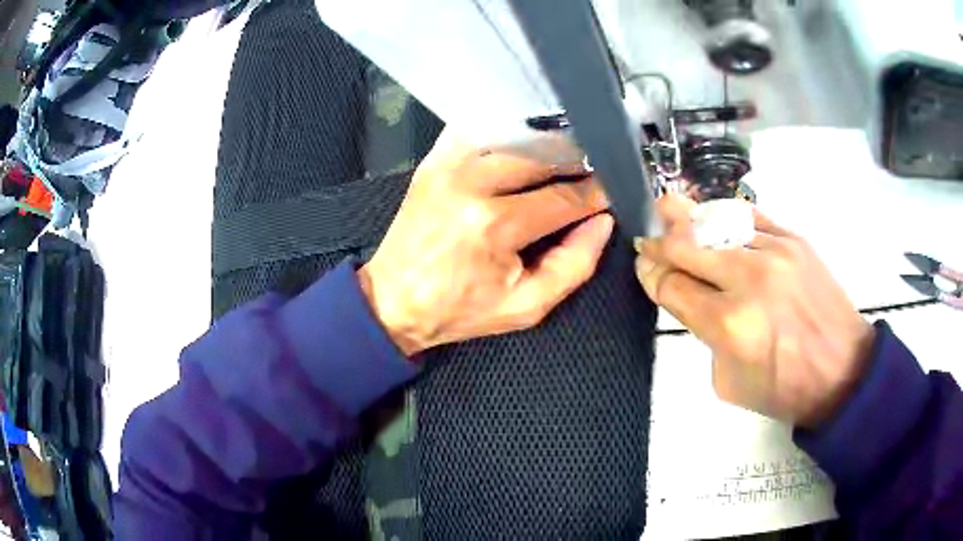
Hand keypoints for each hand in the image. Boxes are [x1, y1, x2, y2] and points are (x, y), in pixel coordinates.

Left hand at [359, 135, 612, 355]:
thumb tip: (603, 222)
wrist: (394, 299)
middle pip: (543, 158)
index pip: (565, 197)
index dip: (597, 194)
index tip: (614, 192)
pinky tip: (525, 143)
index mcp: (495, 224)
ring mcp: (449, 164)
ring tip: (566, 160)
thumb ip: (573, 265)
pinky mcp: (434, 159)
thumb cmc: (459, 309)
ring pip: (516, 139)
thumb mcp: (525, 306)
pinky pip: (480, 130)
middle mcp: (472, 182)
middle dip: (577, 165)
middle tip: (594, 174)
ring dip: (547, 146)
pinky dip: (508, 133)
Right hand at [635, 195, 874, 426]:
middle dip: (659, 241)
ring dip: (688, 222)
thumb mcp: (729, 382)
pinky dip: (725, 219)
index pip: (671, 286)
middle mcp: (747, 280)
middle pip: (685, 244)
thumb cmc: (785, 388)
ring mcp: (773, 251)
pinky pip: (748, 218)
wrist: (843, 370)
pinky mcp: (794, 238)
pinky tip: (716, 221)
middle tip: (648, 237)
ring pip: (714, 222)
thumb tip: (693, 298)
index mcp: (727, 325)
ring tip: (671, 212)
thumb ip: (705, 336)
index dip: (650, 273)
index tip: (643, 265)